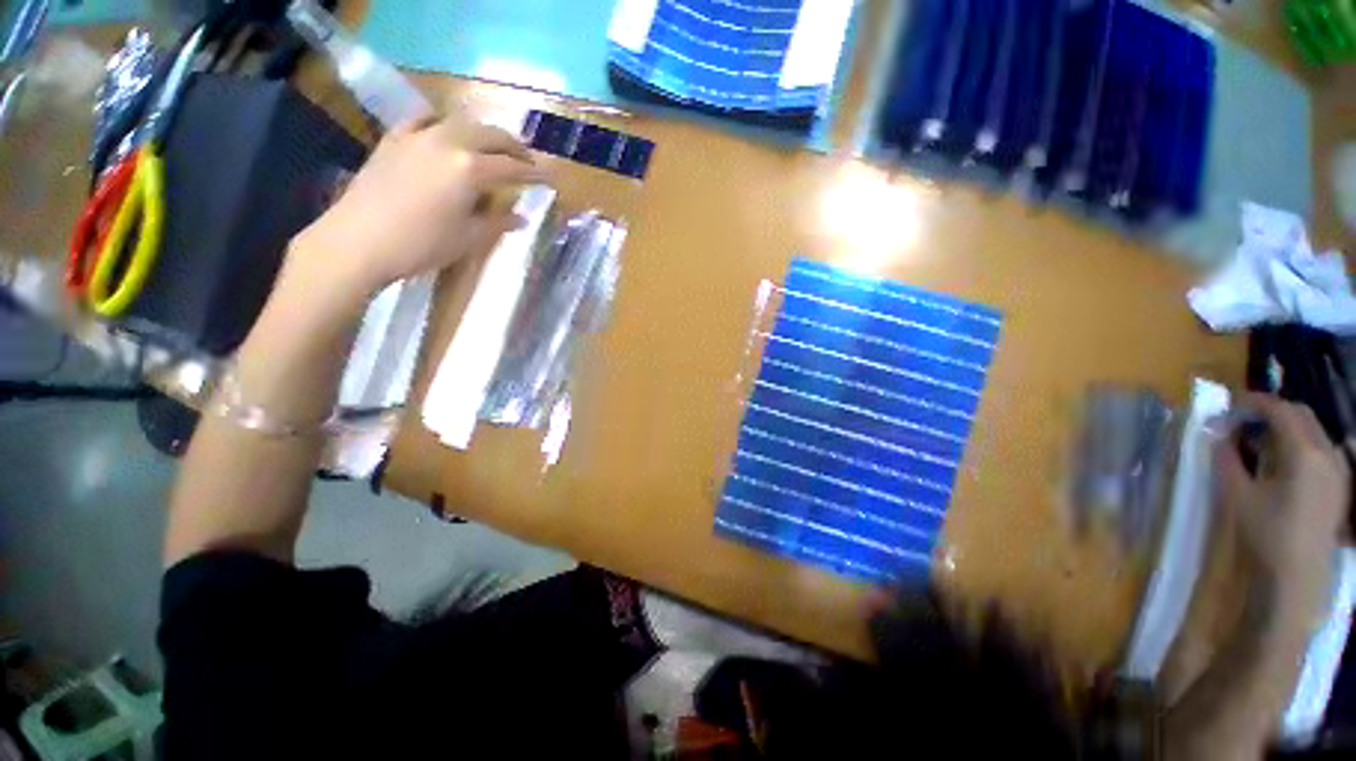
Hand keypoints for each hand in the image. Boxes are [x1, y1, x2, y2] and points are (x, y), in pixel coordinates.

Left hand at [290, 114, 549, 300]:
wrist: (357, 241)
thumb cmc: (421, 245)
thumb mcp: (468, 238)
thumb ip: (497, 223)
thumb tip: (520, 217)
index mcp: (470, 169)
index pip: (513, 168)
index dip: (536, 173)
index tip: (552, 177)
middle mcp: (448, 142)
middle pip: (490, 135)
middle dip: (514, 146)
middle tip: (528, 161)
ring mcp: (418, 136)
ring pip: (460, 122)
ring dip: (483, 133)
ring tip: (492, 148)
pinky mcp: (394, 139)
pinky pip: (423, 120)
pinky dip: (442, 124)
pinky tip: (445, 133)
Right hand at [1214, 393, 1349, 616]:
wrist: (1298, 574)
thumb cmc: (1265, 532)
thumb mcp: (1237, 495)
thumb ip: (1226, 458)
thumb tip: (1215, 432)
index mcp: (1302, 451)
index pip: (1279, 409)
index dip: (1253, 402)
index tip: (1228, 406)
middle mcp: (1326, 452)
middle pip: (1301, 414)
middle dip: (1271, 411)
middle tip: (1242, 421)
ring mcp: (1338, 467)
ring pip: (1313, 429)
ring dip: (1286, 426)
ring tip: (1260, 441)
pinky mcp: (1339, 481)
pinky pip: (1321, 447)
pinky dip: (1300, 442)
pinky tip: (1284, 461)